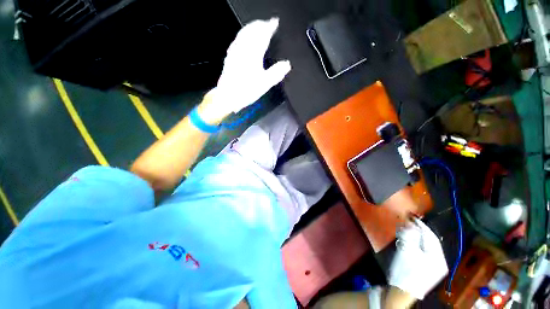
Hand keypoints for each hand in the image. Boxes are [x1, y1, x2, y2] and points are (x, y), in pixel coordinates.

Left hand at [207, 18, 290, 118]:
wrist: (228, 96)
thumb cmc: (246, 91)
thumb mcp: (264, 84)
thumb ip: (276, 73)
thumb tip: (286, 64)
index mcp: (253, 54)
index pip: (263, 36)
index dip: (270, 27)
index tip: (275, 23)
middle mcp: (243, 50)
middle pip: (252, 31)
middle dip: (260, 25)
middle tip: (267, 23)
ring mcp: (235, 52)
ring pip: (243, 34)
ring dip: (251, 27)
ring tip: (257, 26)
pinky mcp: (229, 57)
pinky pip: (236, 41)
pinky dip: (242, 35)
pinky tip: (243, 38)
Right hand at [388, 218, 447, 299]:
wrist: (402, 292)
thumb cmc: (405, 271)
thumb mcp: (407, 252)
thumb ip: (410, 236)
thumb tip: (411, 224)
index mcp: (438, 258)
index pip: (431, 236)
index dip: (421, 225)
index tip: (411, 216)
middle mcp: (439, 261)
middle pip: (430, 241)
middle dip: (419, 230)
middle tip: (408, 222)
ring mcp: (434, 266)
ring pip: (426, 246)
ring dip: (417, 236)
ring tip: (406, 229)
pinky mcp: (427, 268)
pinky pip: (423, 251)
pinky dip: (416, 243)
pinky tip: (409, 241)